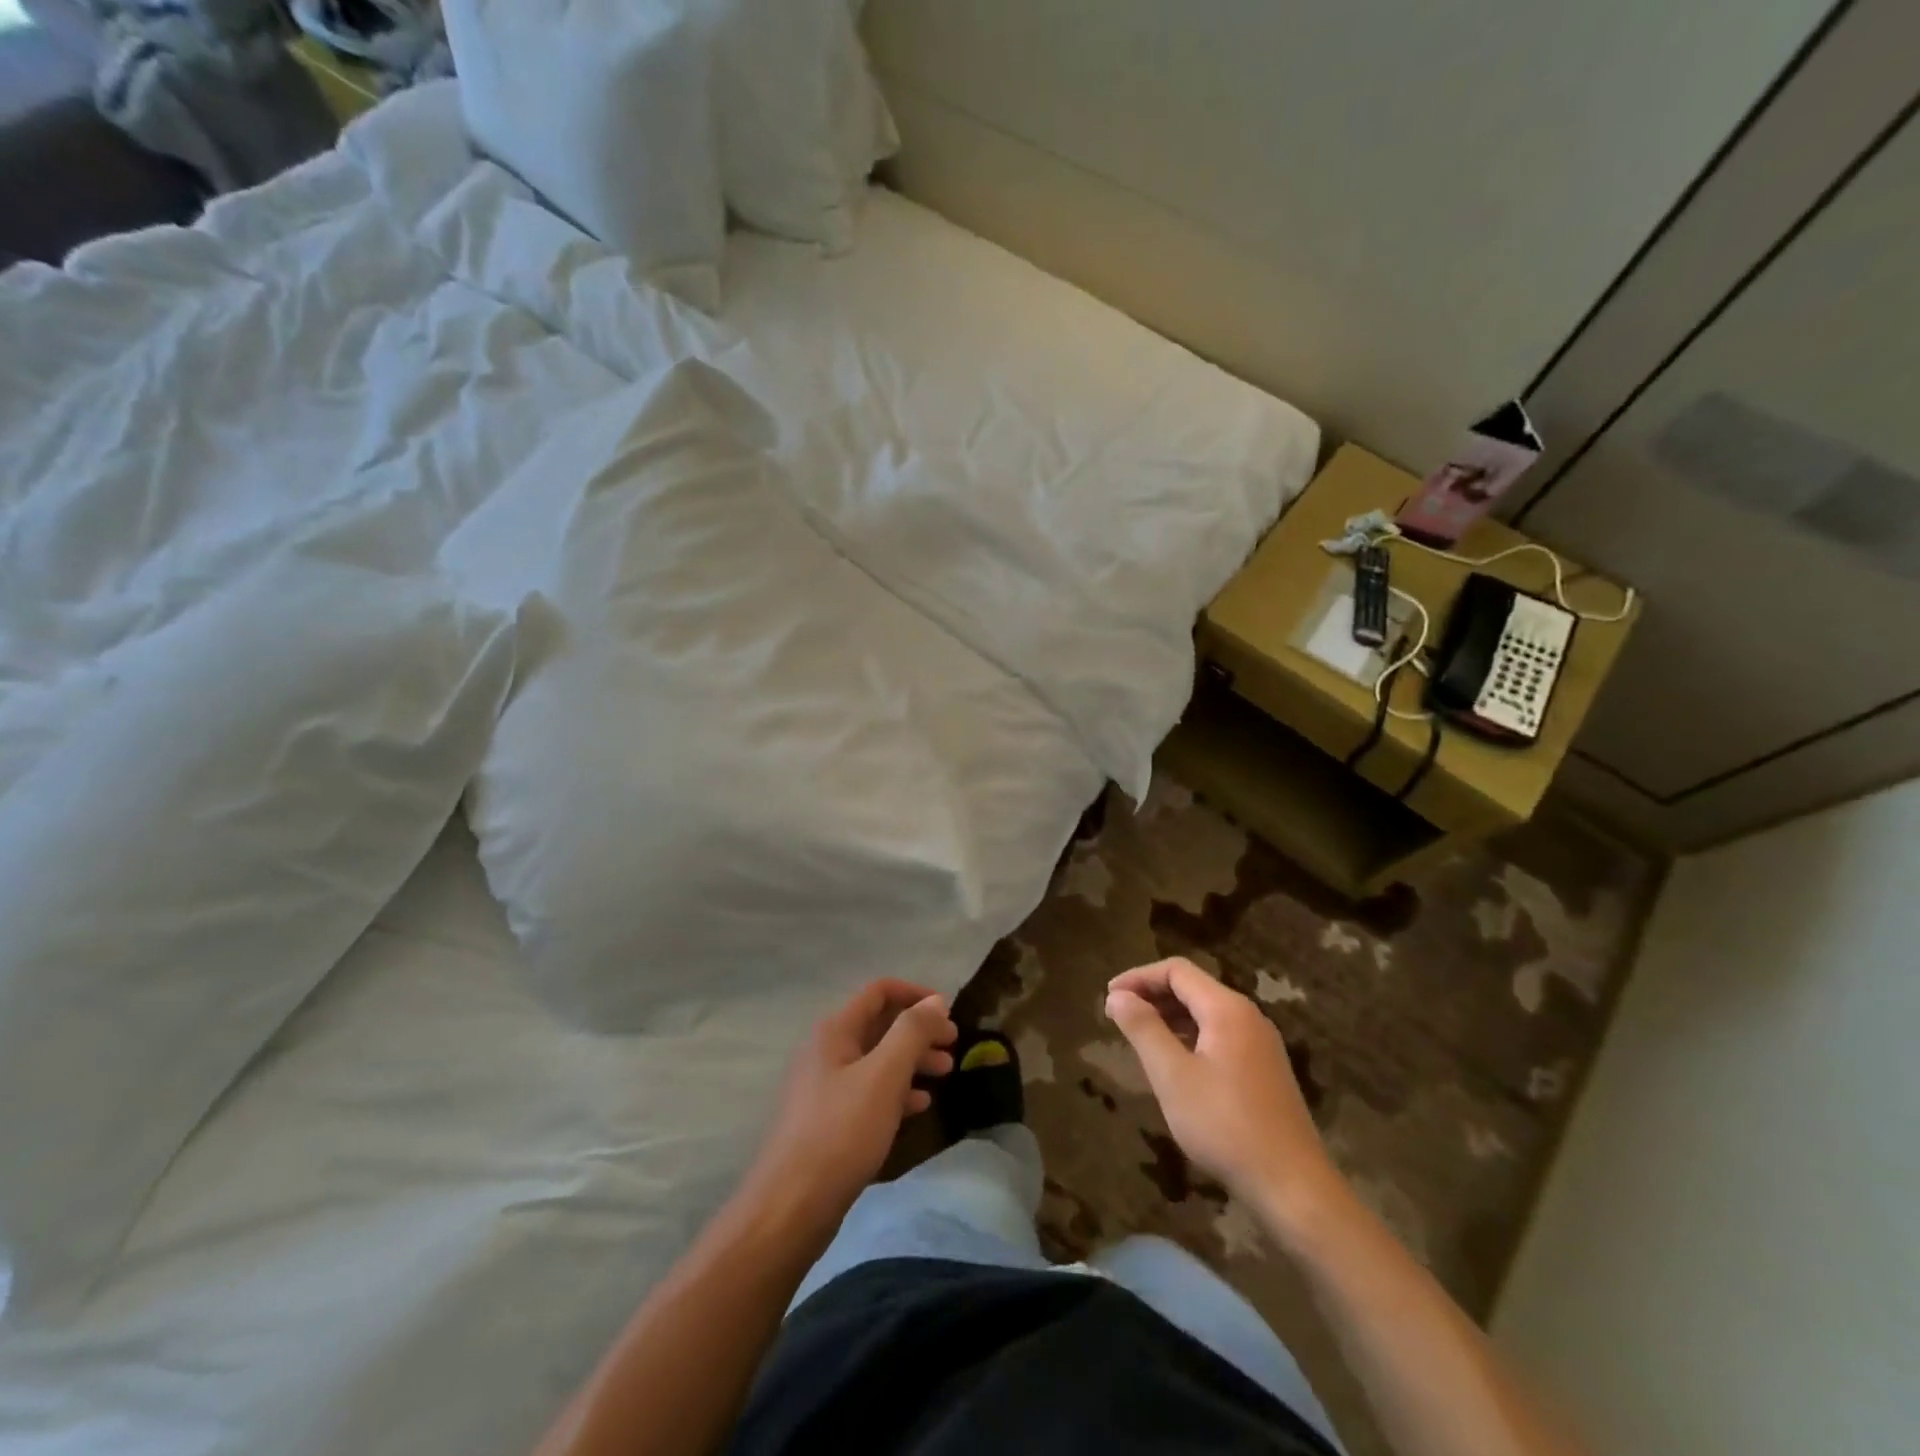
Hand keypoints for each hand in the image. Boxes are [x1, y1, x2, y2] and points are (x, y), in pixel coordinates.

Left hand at [744, 979, 956, 1232]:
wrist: (792, 1206)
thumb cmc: (841, 1132)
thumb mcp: (884, 1075)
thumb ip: (912, 1032)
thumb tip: (935, 1000)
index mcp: (835, 1031)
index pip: (879, 992)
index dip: (916, 994)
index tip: (948, 1012)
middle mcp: (827, 1051)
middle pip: (880, 1025)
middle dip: (919, 1031)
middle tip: (953, 1046)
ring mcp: (825, 1087)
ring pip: (877, 1060)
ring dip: (912, 1060)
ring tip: (945, 1073)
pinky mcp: (828, 1121)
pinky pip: (869, 1091)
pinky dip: (896, 1091)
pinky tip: (919, 1106)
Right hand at [1106, 957, 1343, 1231]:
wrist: (1293, 1187)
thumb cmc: (1225, 1126)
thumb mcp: (1173, 1076)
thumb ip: (1143, 1029)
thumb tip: (1117, 995)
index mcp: (1227, 1009)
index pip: (1177, 971)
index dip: (1139, 977)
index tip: (1109, 997)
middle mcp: (1248, 1017)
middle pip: (1193, 988)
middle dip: (1152, 995)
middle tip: (1118, 1017)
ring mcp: (1261, 1044)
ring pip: (1206, 1013)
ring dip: (1170, 1017)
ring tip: (1139, 1038)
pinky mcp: (1265, 1071)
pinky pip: (1219, 1036)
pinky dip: (1190, 1037)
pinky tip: (1175, 1064)